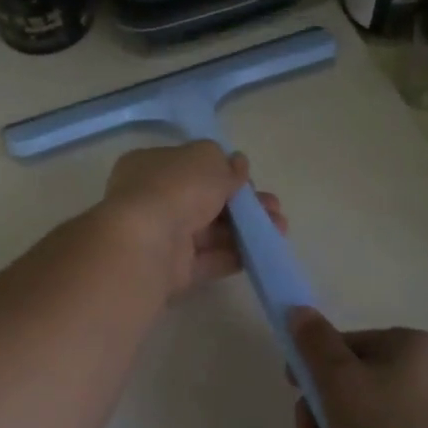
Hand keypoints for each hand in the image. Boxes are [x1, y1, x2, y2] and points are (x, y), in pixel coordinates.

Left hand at [101, 142, 287, 300]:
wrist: (148, 243)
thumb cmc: (175, 187)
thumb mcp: (207, 158)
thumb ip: (225, 162)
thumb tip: (237, 164)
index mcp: (150, 165)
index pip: (190, 166)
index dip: (221, 171)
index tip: (248, 178)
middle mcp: (152, 199)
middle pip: (204, 200)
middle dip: (242, 203)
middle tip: (273, 206)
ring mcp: (162, 237)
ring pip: (210, 231)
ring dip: (246, 229)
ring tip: (280, 228)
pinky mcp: (173, 270)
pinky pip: (208, 259)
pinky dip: (236, 255)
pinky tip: (264, 251)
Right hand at [289, 310, 427, 427]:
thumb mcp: (342, 382)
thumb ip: (314, 345)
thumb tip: (297, 309)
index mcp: (406, 347)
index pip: (342, 345)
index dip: (312, 366)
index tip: (293, 389)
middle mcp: (417, 379)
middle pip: (344, 392)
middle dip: (323, 424)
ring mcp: (420, 424)